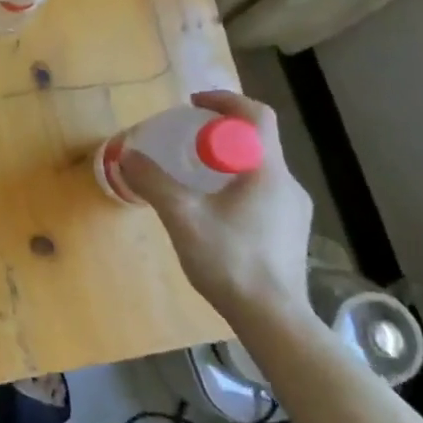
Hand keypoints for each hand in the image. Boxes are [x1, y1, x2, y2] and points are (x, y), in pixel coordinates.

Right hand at [118, 90, 313, 327]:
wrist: (275, 322)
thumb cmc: (231, 261)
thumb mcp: (182, 217)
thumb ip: (154, 182)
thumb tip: (128, 156)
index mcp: (268, 171)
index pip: (256, 115)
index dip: (225, 100)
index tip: (193, 104)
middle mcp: (288, 184)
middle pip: (256, 141)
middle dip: (219, 132)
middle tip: (185, 141)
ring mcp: (294, 212)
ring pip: (259, 169)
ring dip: (227, 161)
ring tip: (194, 176)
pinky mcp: (291, 234)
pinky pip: (263, 193)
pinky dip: (236, 186)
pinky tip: (212, 212)